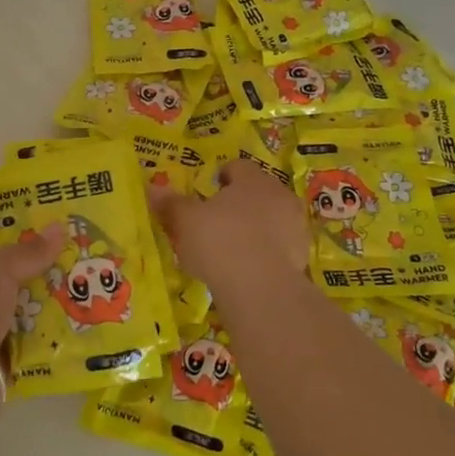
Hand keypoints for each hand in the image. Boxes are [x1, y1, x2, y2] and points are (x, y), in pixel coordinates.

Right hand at [149, 160, 308, 291]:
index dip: (222, 177)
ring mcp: (295, 227)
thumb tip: (152, 188)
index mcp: (253, 180)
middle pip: (258, 192)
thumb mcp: (186, 221)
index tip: (208, 192)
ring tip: (232, 249)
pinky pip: (280, 247)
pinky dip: (266, 253)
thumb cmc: (219, 241)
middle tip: (217, 222)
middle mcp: (280, 196)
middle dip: (240, 204)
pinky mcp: (302, 257)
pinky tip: (248, 270)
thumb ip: (171, 204)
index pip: (238, 167)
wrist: (260, 288)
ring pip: (272, 220)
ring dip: (256, 229)